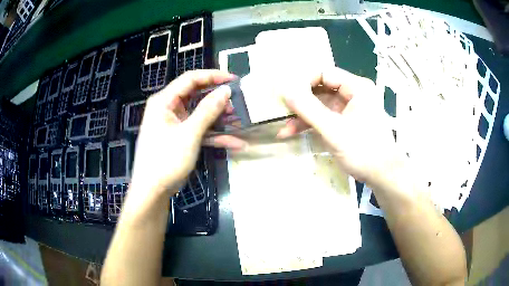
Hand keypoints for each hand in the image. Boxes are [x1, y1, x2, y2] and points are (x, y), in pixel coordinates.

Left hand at [131, 70, 245, 196]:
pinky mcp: (182, 137)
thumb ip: (208, 110)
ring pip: (201, 114)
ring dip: (220, 118)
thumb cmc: (166, 159)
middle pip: (197, 95)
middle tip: (239, 102)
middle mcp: (169, 108)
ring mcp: (176, 123)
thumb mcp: (189, 134)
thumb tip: (226, 91)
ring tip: (241, 120)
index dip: (213, 76)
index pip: (190, 79)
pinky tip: (236, 143)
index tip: (233, 80)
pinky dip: (216, 136)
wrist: (153, 190)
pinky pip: (201, 131)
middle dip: (218, 99)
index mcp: (165, 101)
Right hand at [277, 67, 401, 184]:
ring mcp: (350, 108)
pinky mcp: (347, 122)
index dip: (303, 82)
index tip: (286, 96)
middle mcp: (354, 93)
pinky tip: (293, 132)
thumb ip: (308, 109)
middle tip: (281, 111)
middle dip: (301, 102)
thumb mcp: (334, 130)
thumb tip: (285, 91)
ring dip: (303, 116)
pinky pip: (325, 117)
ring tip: (284, 129)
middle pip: (321, 89)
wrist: (383, 175)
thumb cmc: (363, 151)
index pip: (324, 73)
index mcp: (357, 87)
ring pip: (321, 105)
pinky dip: (311, 124)